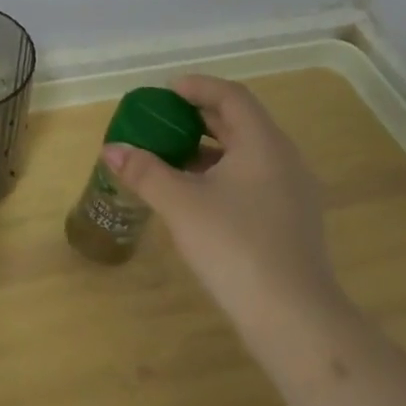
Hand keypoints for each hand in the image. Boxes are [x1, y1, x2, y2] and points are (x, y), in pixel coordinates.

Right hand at [101, 75, 343, 338]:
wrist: (294, 319)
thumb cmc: (235, 246)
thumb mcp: (181, 204)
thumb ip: (145, 171)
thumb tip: (111, 149)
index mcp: (262, 143)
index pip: (231, 96)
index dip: (198, 86)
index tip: (166, 91)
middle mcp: (283, 159)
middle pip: (240, 122)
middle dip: (199, 117)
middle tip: (162, 120)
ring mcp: (292, 191)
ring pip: (246, 153)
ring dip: (209, 148)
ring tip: (172, 157)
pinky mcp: (291, 220)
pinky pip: (253, 179)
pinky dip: (222, 174)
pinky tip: (196, 196)